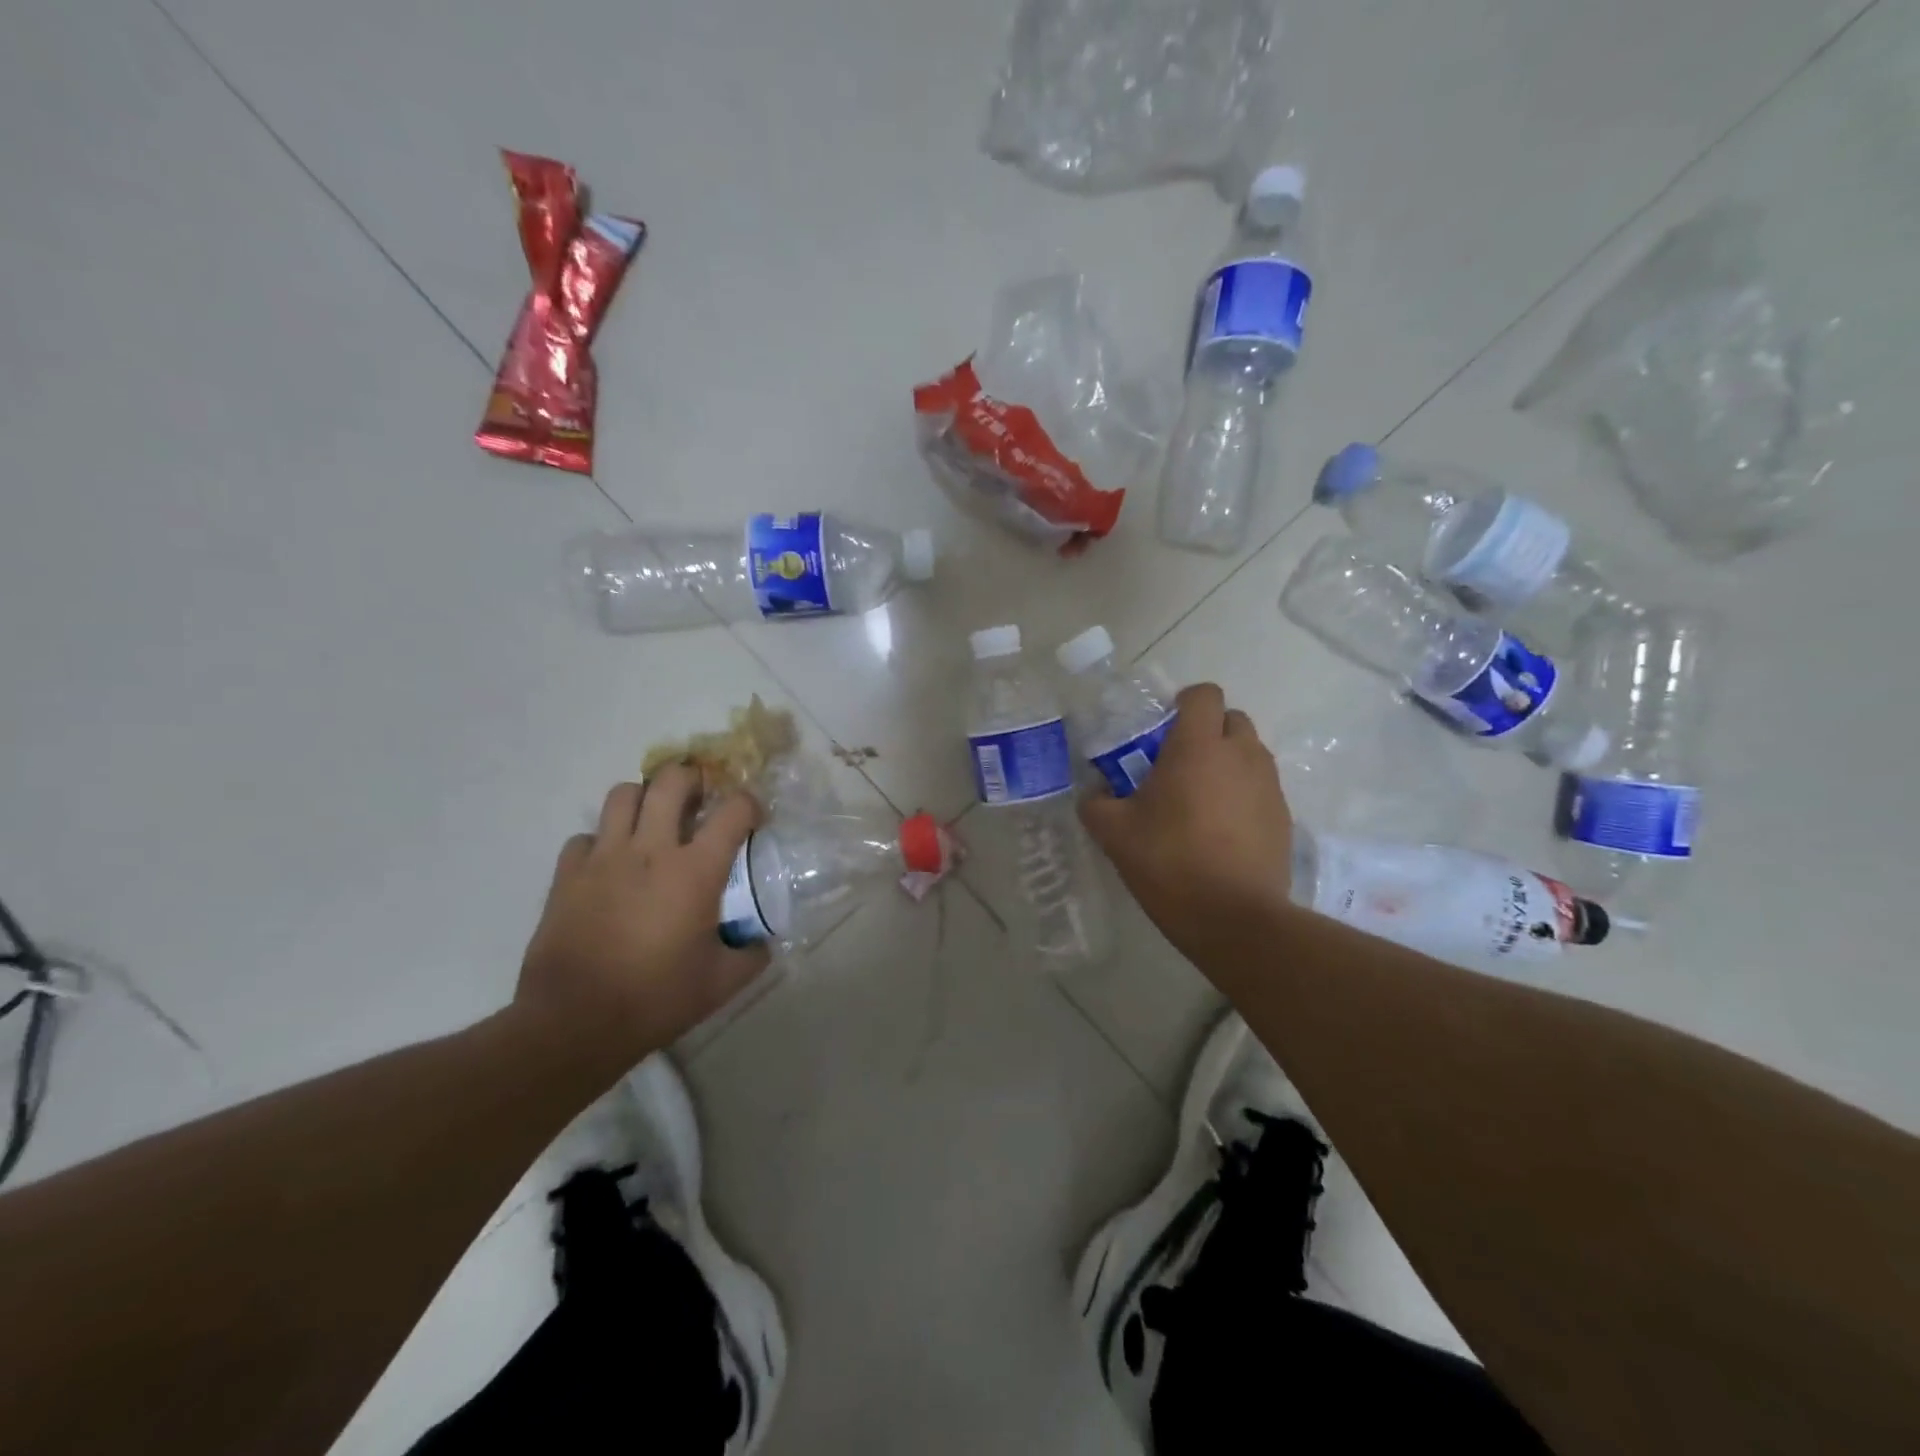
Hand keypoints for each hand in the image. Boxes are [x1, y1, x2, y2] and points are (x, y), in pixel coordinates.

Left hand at [515, 765, 770, 1065]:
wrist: (574, 1023)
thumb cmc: (656, 999)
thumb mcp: (721, 983)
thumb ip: (751, 956)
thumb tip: (762, 943)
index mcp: (696, 870)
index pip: (733, 810)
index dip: (749, 805)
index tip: (753, 819)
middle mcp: (651, 850)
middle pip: (671, 781)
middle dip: (692, 778)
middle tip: (699, 798)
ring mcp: (603, 858)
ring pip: (623, 795)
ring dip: (644, 799)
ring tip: (652, 821)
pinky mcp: (567, 875)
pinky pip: (585, 837)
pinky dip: (601, 842)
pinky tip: (610, 866)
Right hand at [1079, 683, 1296, 970]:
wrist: (1233, 919)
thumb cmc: (1169, 863)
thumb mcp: (1113, 833)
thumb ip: (1096, 803)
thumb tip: (1095, 793)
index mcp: (1198, 747)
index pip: (1204, 694)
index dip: (1184, 703)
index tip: (1162, 731)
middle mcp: (1241, 755)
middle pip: (1231, 719)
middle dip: (1207, 732)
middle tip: (1178, 766)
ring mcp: (1269, 786)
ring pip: (1249, 754)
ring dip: (1227, 763)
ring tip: (1200, 801)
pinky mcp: (1284, 817)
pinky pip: (1261, 788)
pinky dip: (1243, 795)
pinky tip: (1222, 832)